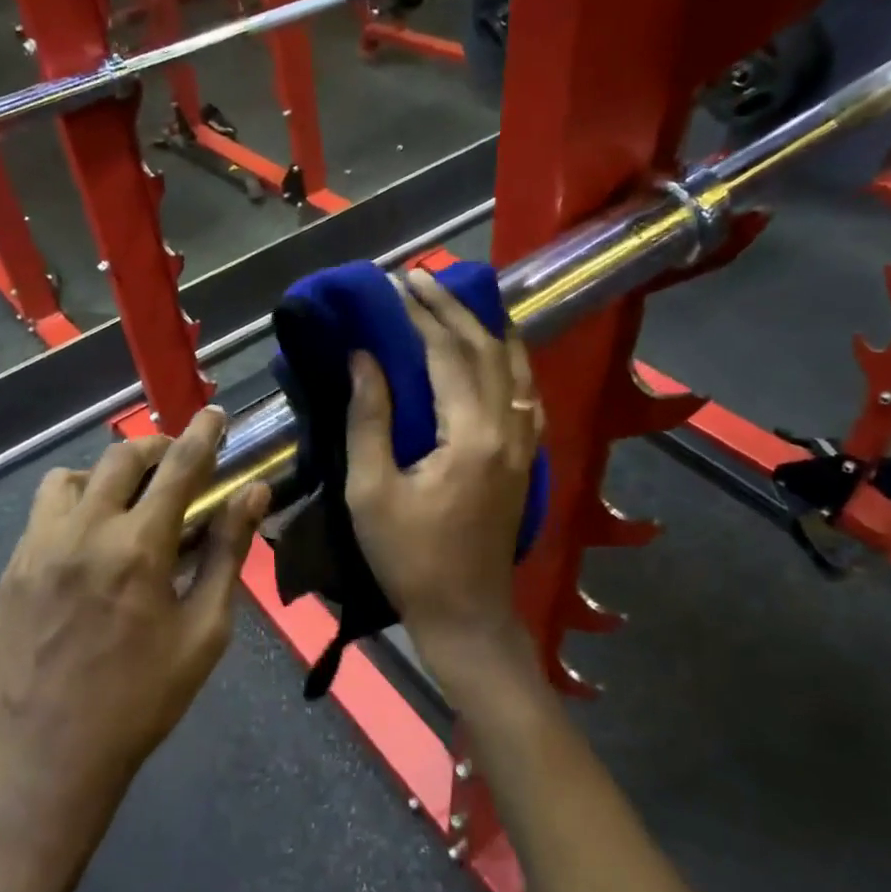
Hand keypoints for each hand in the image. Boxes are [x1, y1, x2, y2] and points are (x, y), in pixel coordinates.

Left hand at [0, 408, 269, 846]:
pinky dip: (75, 503)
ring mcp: (39, 547)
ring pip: (73, 475)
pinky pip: (45, 510)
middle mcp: (83, 532)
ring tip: (130, 504)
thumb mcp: (204, 631)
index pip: (179, 468)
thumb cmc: (142, 700)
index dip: (203, 435)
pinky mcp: (13, 567)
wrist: (50, 759)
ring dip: (108, 475)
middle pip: (122, 457)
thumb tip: (254, 494)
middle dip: (158, 448)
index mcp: (137, 548)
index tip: (216, 414)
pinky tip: (92, 541)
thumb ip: (227, 554)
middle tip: (180, 466)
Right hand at [345, 268, 541, 691]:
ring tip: (460, 298)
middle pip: (485, 349)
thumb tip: (364, 357)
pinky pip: (525, 392)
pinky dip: (510, 360)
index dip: (421, 315)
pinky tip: (497, 350)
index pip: (447, 355)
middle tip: (421, 278)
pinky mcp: (527, 458)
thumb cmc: (409, 558)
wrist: (465, 613)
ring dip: (486, 326)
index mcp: (471, 435)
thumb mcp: (371, 491)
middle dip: (453, 308)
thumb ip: (369, 419)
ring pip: (515, 366)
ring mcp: (525, 443)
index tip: (395, 284)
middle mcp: (508, 428)